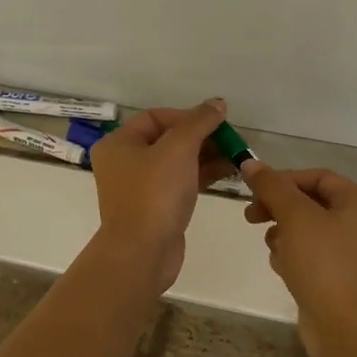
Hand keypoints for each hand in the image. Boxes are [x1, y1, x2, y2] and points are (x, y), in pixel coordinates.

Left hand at [88, 98, 233, 290]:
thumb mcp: (178, 149)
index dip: (188, 116)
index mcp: (119, 143)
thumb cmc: (155, 193)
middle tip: (233, 141)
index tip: (216, 124)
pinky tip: (228, 172)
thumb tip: (217, 103)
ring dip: (207, 156)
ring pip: (177, 162)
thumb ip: (199, 122)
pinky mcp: (156, 207)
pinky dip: (202, 175)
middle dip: (202, 137)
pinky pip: (181, 183)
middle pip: (168, 139)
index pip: (157, 117)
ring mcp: (140, 187)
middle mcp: (124, 162)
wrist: (143, 252)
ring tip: (237, 156)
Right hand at [242, 165, 356, 356]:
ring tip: (273, 249)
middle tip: (251, 218)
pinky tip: (283, 270)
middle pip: (312, 204)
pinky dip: (295, 258)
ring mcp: (355, 255)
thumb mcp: (295, 217)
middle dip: (279, 209)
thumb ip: (272, 187)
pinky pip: (314, 257)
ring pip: (310, 232)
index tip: (254, 192)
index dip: (283, 180)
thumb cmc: (324, 264)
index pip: (317, 177)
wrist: (348, 329)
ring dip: (285, 235)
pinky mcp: (343, 280)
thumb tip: (250, 163)